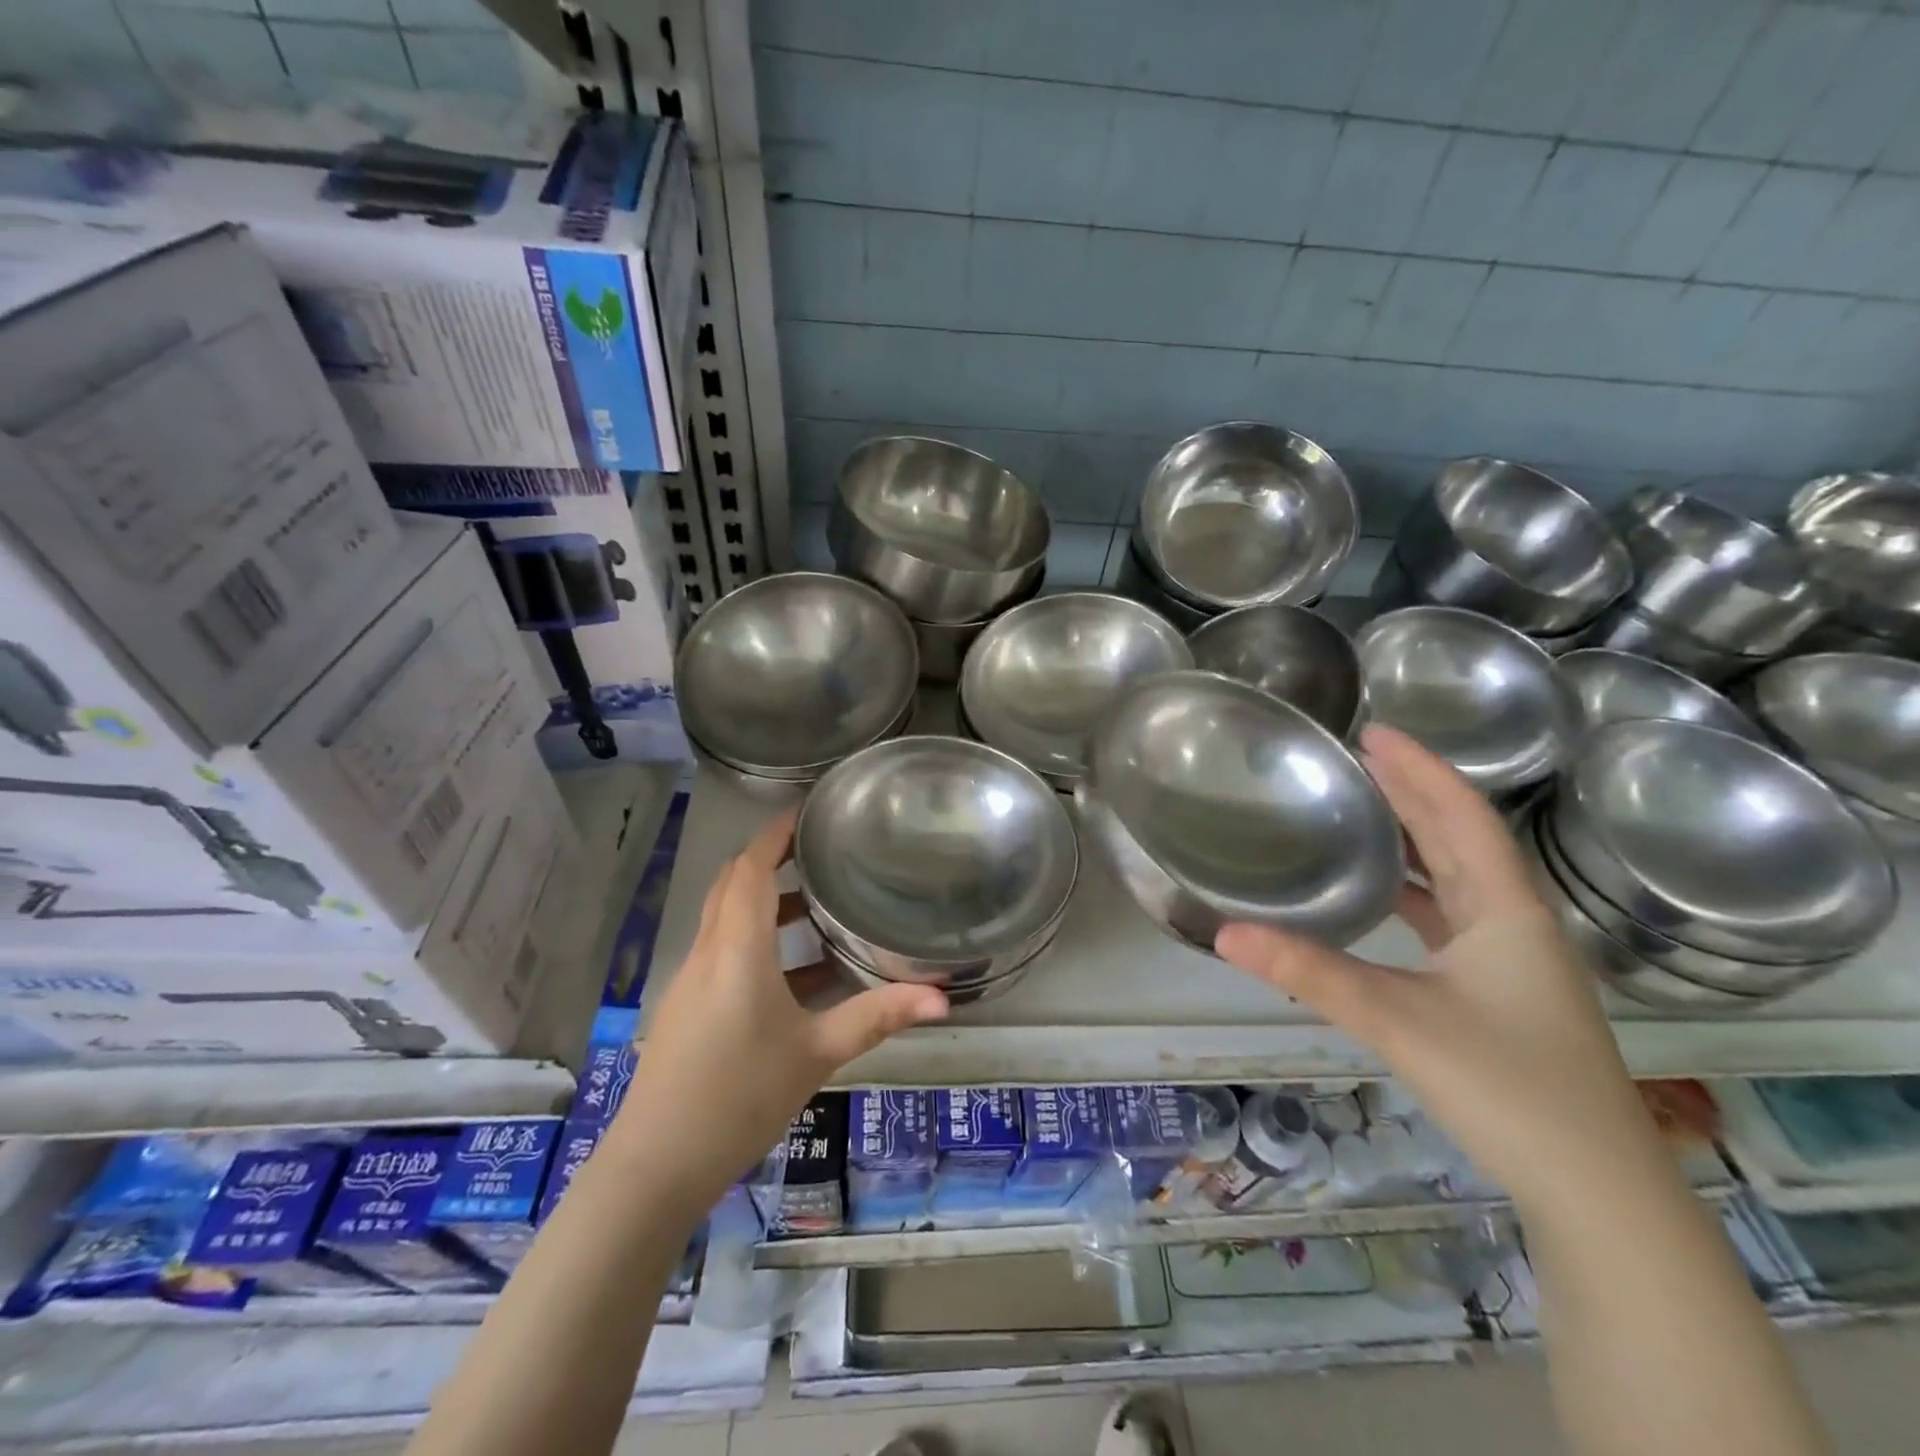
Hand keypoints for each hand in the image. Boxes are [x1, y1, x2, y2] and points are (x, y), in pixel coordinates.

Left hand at [612, 810, 947, 1214]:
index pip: (749, 869)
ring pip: (725, 918)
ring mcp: (691, 981)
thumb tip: (942, 997)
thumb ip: (877, 1017)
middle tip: (816, 852)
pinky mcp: (687, 1008)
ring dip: (762, 902)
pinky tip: (795, 974)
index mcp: (737, 949)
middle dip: (768, 860)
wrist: (656, 1165)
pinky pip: (722, 951)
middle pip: (732, 885)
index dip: (774, 835)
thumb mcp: (817, 1054)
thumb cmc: (739, 1096)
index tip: (806, 813)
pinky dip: (754, 940)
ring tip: (813, 906)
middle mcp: (708, 952)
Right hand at [1214, 725, 1663, 1209]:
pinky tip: (1382, 896)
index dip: (1422, 769)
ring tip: (1366, 808)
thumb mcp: (1397, 1020)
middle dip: (1415, 792)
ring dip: (1417, 839)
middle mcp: (1515, 923)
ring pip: (1459, 879)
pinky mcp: (1498, 992)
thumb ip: (1309, 973)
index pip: (1463, 817)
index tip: (1375, 731)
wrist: (1595, 1191)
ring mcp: (1511, 961)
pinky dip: (1416, 891)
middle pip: (1463, 839)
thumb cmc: (1507, 1087)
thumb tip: (1225, 933)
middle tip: (1362, 755)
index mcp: (1507, 911)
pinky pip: (1451, 918)